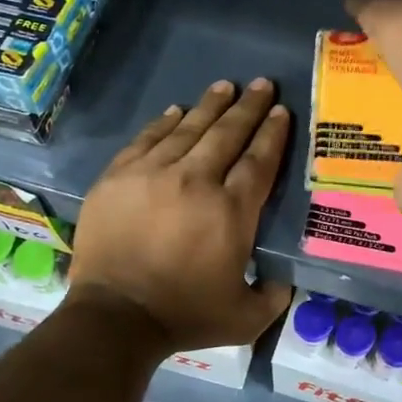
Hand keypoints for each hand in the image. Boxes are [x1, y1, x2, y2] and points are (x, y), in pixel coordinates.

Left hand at [67, 78, 294, 354]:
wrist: (114, 317)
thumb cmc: (184, 315)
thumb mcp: (245, 317)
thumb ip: (274, 295)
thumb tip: (286, 279)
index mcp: (231, 211)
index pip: (258, 160)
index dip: (272, 133)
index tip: (280, 110)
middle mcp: (196, 181)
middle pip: (227, 134)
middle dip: (247, 106)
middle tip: (260, 83)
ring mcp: (153, 174)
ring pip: (188, 129)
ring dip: (210, 105)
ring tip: (224, 86)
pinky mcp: (119, 177)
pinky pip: (147, 139)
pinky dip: (164, 122)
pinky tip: (176, 110)